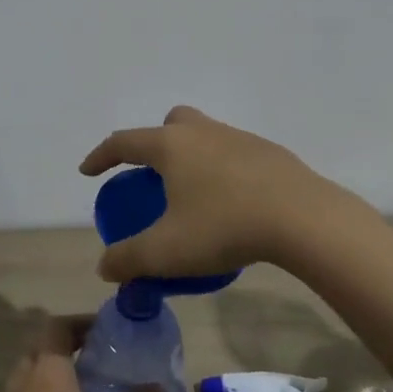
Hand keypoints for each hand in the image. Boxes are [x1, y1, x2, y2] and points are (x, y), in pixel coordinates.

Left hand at [0, 317, 163, 391]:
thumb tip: (157, 387)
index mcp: (48, 376)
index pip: (57, 328)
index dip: (80, 322)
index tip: (106, 331)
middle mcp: (23, 383)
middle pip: (40, 345)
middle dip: (66, 341)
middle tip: (97, 352)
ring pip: (28, 368)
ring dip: (52, 364)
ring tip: (85, 379)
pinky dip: (43, 387)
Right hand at [79, 105, 352, 281]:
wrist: (303, 219)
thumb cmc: (224, 227)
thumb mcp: (166, 251)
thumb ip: (129, 259)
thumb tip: (105, 268)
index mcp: (172, 146)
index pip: (124, 142)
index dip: (101, 156)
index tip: (88, 172)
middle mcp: (204, 133)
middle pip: (170, 123)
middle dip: (154, 144)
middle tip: (153, 176)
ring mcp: (241, 139)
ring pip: (206, 136)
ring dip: (192, 157)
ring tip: (193, 196)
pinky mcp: (271, 154)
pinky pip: (235, 155)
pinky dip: (223, 172)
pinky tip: (232, 204)